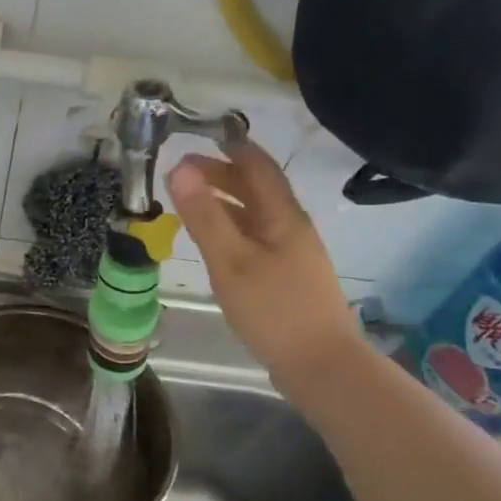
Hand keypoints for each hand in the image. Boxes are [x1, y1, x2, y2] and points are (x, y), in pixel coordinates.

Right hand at [167, 138, 363, 386]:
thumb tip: (180, 168)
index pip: (258, 167)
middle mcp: (291, 227)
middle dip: (222, 175)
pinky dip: (232, 228)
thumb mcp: (230, 260)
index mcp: (282, 216)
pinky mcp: (288, 277)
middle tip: (183, 173)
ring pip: (256, 215)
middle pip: (257, 189)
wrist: (320, 365)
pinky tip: (216, 244)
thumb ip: (204, 215)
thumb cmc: (273, 309)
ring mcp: (293, 254)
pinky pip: (256, 238)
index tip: (203, 136)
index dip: (232, 148)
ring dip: (225, 202)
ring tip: (191, 203)